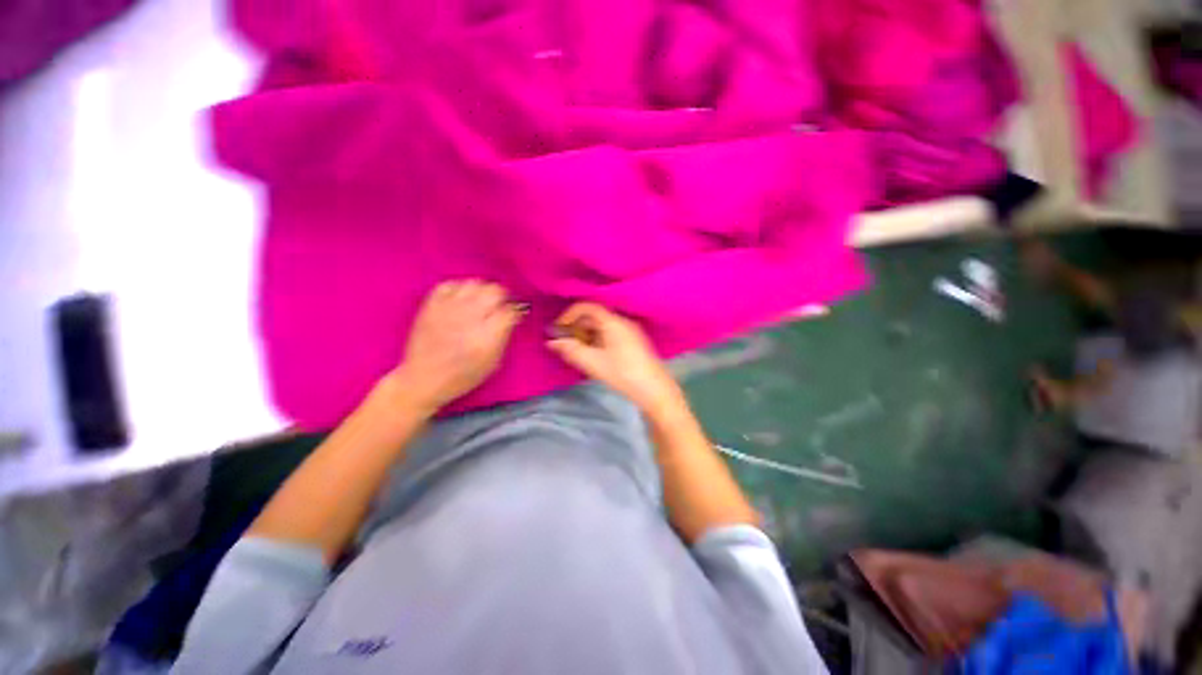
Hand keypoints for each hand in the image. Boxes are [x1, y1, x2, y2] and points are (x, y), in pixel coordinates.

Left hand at [392, 280, 521, 411]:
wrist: (423, 379)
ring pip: (474, 283)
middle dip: (502, 297)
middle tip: (500, 306)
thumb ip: (504, 336)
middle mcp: (469, 318)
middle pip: (494, 291)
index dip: (515, 311)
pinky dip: (459, 288)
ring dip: (482, 290)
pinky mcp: (431, 305)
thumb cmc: (463, 376)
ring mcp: (448, 308)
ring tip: (481, 301)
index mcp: (487, 336)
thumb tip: (512, 317)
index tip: (514, 315)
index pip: (510, 310)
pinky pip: (450, 284)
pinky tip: (462, 299)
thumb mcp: (493, 362)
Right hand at [547, 303, 682, 414]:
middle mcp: (623, 321)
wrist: (656, 391)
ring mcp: (630, 331)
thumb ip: (571, 350)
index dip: (569, 315)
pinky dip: (597, 340)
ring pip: (602, 326)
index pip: (587, 306)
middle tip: (564, 343)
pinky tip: (593, 355)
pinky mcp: (634, 342)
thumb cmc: (623, 374)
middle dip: (576, 327)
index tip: (558, 330)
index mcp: (613, 321)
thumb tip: (552, 342)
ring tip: (576, 351)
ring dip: (586, 335)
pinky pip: (610, 333)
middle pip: (594, 316)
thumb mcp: (593, 363)